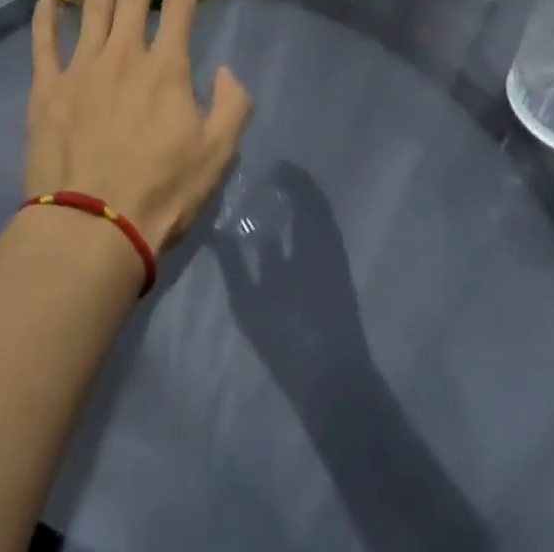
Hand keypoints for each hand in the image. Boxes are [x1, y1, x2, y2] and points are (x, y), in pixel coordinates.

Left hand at [26, 0, 252, 251]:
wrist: (91, 227)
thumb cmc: (160, 193)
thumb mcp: (216, 156)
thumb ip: (232, 107)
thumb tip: (228, 72)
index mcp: (165, 69)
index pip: (179, 10)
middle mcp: (123, 55)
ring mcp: (80, 68)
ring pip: (91, 8)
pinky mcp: (47, 89)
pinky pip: (44, 46)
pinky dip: (44, 21)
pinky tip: (45, 2)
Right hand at [212, 162, 374, 399]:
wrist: (335, 385)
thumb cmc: (290, 336)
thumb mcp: (250, 300)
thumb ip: (233, 261)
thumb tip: (215, 227)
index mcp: (309, 240)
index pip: (302, 195)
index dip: (287, 177)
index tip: (267, 168)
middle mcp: (326, 244)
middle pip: (314, 205)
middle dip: (295, 189)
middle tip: (269, 180)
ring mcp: (335, 265)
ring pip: (321, 223)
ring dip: (303, 208)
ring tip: (276, 202)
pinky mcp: (338, 284)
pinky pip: (324, 241)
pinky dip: (308, 229)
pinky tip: (288, 238)